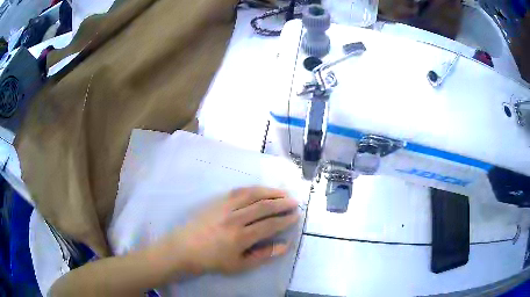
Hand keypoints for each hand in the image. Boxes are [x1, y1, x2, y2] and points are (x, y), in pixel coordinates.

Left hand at [173, 187, 299, 273]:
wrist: (184, 248)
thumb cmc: (212, 260)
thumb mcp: (239, 265)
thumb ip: (263, 255)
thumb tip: (285, 245)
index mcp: (241, 237)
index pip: (270, 225)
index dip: (285, 220)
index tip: (296, 216)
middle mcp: (235, 219)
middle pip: (263, 206)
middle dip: (282, 203)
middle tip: (294, 202)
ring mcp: (225, 207)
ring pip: (252, 194)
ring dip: (270, 192)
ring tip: (283, 193)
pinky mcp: (217, 201)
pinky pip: (238, 191)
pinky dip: (253, 189)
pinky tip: (261, 190)